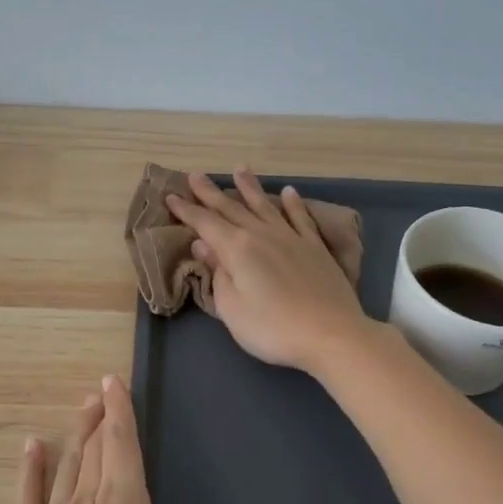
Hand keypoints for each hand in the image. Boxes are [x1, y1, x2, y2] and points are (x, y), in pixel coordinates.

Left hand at [0, 376, 275, 503]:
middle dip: (103, 418)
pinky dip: (31, 469)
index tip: (116, 381)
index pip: (124, 451)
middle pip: (97, 452)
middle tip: (103, 389)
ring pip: (68, 467)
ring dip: (77, 435)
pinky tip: (32, 445)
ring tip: (83, 406)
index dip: (122, 414)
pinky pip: (28, 497)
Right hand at [165, 167, 370, 371]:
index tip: (171, 196)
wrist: (331, 334)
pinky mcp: (315, 248)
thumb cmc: (272, 328)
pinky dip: (293, 204)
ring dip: (250, 187)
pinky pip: (300, 218)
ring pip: (265, 206)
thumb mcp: (232, 308)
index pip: (205, 224)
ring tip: (240, 169)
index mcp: (237, 249)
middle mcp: (262, 235)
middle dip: (210, 193)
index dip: (187, 210)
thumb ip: (218, 274)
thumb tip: (203, 245)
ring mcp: (291, 238)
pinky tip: (289, 192)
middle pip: (232, 208)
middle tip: (195, 175)